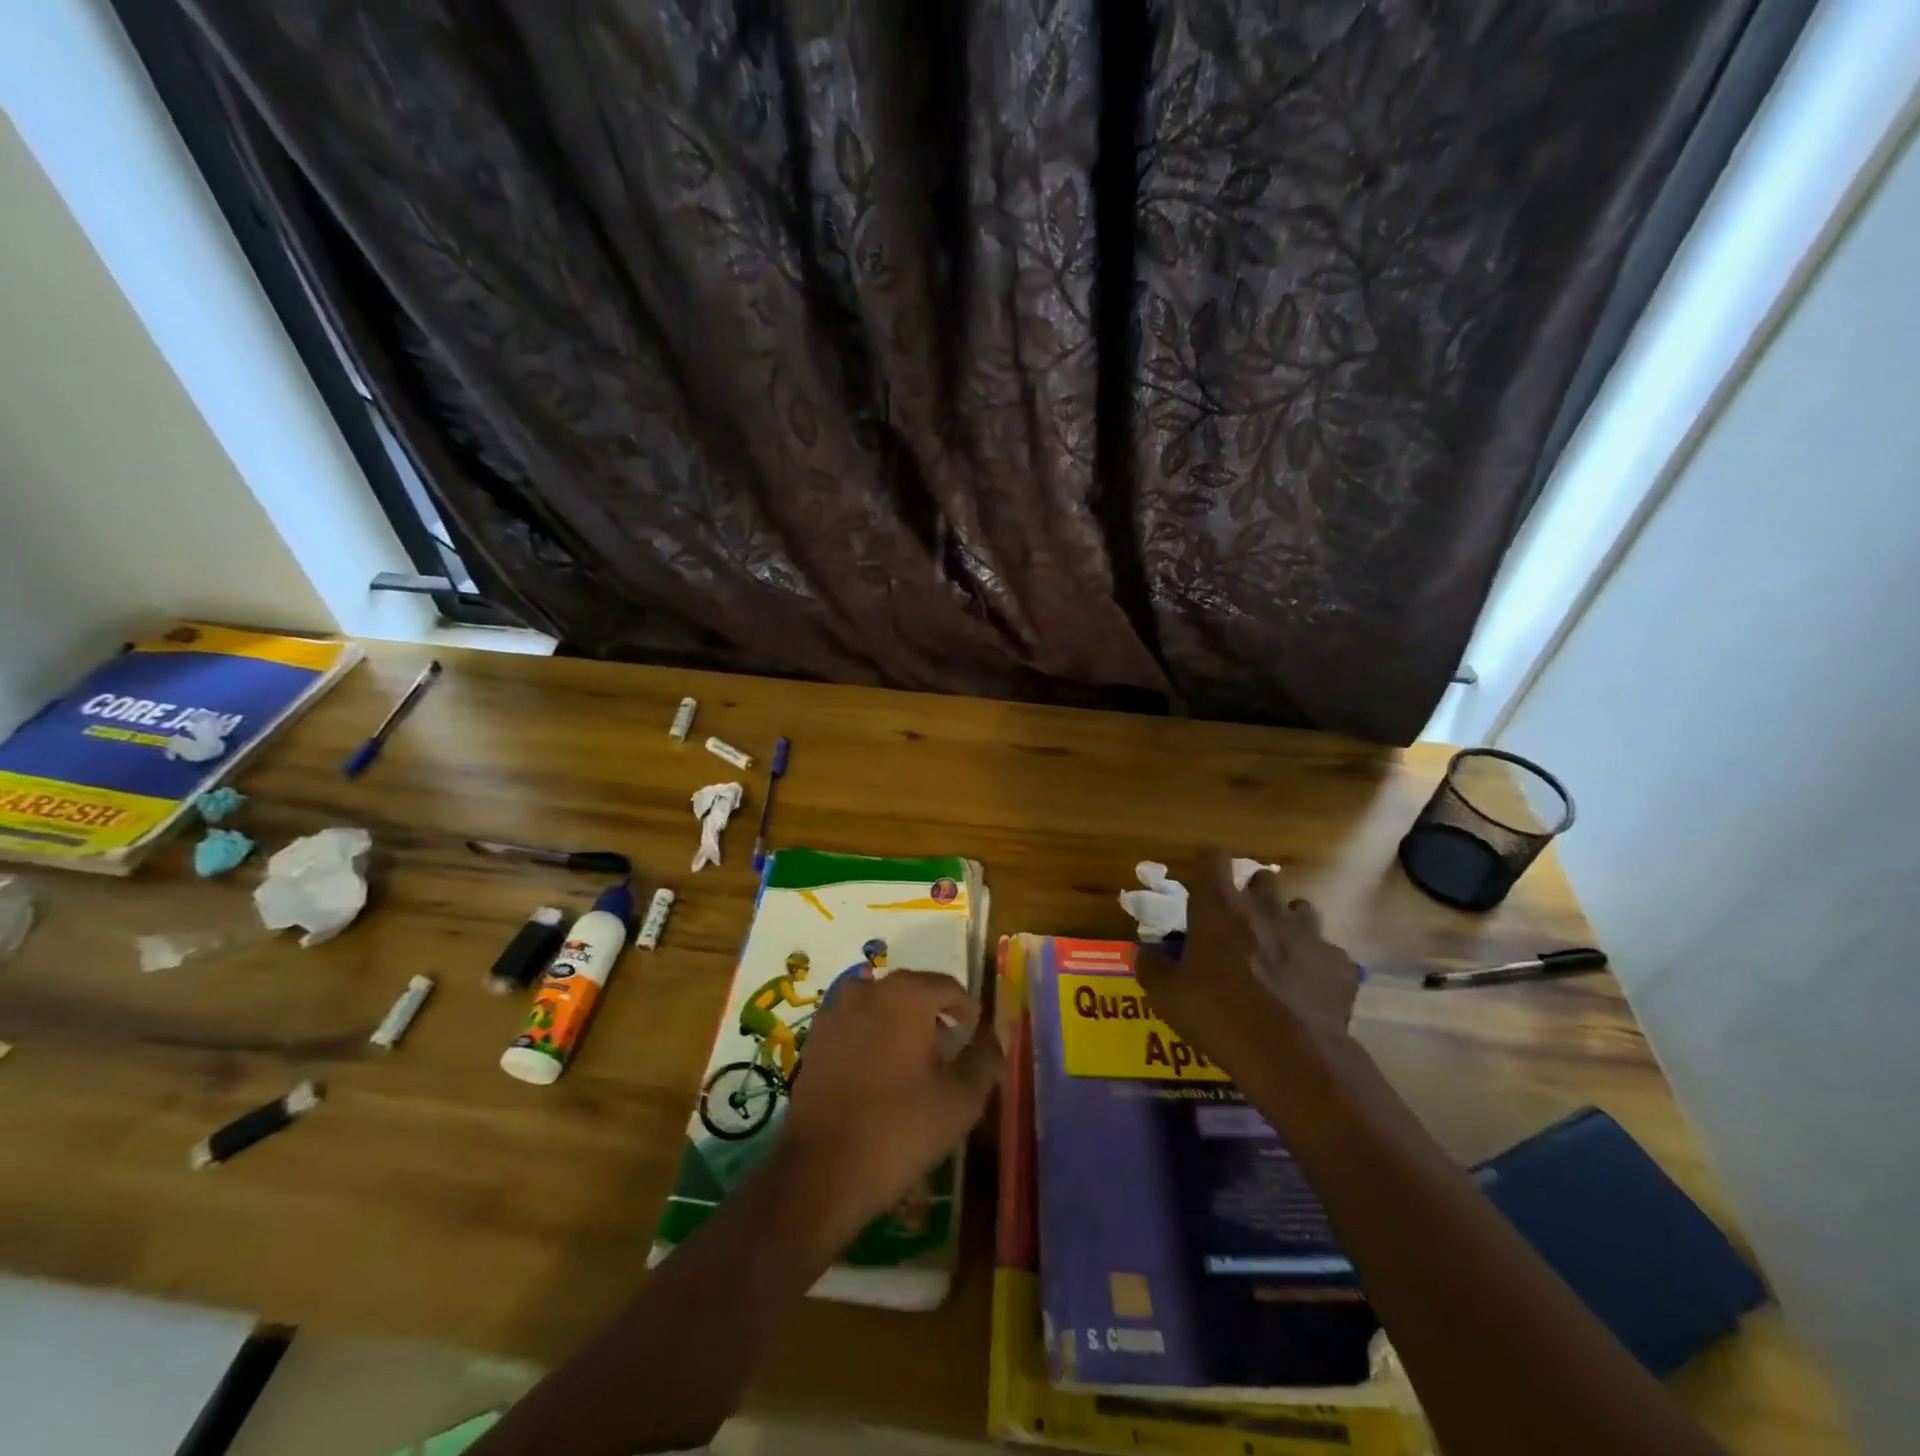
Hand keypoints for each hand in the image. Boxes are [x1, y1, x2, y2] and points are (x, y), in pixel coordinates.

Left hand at [776, 971, 1002, 1237]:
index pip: (948, 987)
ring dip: (903, 1025)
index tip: (976, 1036)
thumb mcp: (961, 1099)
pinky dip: (873, 1038)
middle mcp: (868, 990)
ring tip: (917, 1064)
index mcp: (906, 994)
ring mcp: (835, 1012)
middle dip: (935, 1016)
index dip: (968, 1010)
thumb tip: (992, 1037)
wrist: (821, 1171)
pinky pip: (856, 1025)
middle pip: (913, 992)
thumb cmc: (900, 1129)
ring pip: (882, 1007)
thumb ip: (984, 1059)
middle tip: (951, 1051)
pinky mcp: (815, 1039)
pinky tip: (881, 1074)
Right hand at [1135, 850, 1361, 1080]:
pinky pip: (1327, 954)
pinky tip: (1307, 990)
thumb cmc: (1218, 1014)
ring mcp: (1308, 934)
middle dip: (1253, 893)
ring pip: (1301, 910)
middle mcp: (1265, 909)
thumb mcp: (1167, 996)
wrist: (1291, 1056)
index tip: (1202, 881)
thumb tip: (1139, 952)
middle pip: (1263, 878)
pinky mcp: (1339, 964)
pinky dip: (1316, 965)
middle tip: (1240, 922)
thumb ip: (1150, 968)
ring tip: (1278, 953)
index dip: (1207, 865)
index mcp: (1220, 908)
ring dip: (1288, 924)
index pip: (1213, 859)